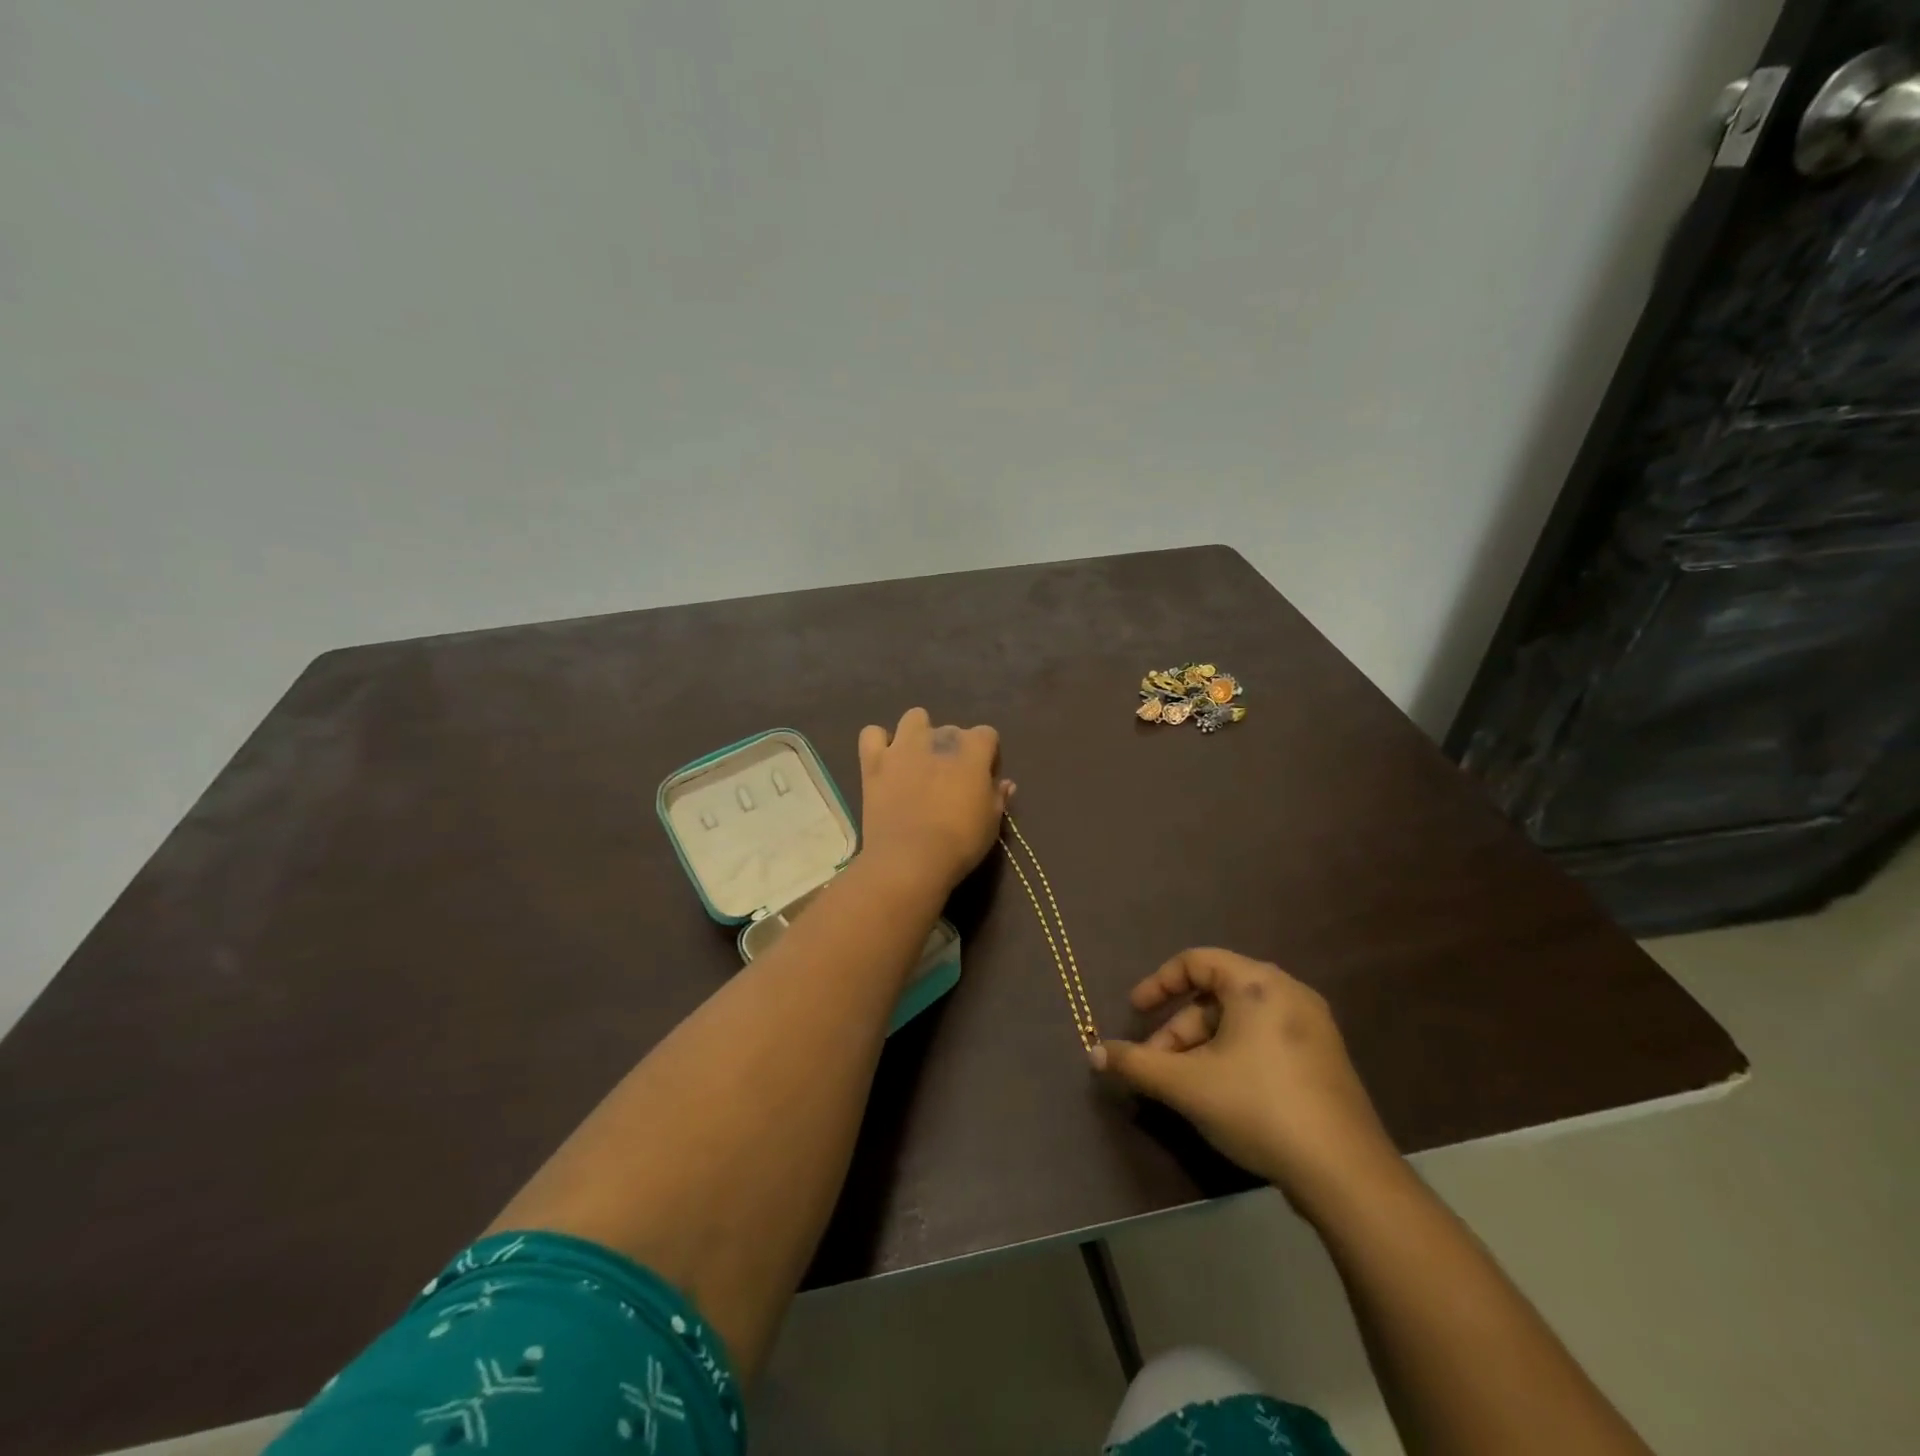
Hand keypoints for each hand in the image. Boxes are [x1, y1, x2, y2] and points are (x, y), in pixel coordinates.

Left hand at [857, 708, 1012, 895]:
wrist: (910, 859)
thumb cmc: (960, 842)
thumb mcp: (992, 822)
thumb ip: (998, 797)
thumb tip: (1005, 783)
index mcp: (972, 749)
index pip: (987, 735)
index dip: (988, 757)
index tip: (984, 781)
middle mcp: (938, 738)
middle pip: (951, 730)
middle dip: (953, 749)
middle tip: (950, 780)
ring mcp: (903, 747)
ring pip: (913, 718)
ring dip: (918, 734)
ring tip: (918, 761)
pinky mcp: (873, 762)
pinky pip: (872, 735)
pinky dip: (878, 743)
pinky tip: (885, 761)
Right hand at [1091, 948, 1398, 1207]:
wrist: (1346, 1174)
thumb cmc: (1258, 1108)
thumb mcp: (1186, 1084)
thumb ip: (1136, 1063)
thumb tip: (1094, 1052)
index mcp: (1257, 983)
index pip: (1195, 962)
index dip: (1158, 983)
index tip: (1135, 1011)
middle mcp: (1288, 992)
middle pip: (1215, 996)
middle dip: (1178, 1029)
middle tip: (1156, 1064)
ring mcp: (1312, 1026)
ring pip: (1238, 1022)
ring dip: (1202, 1046)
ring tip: (1184, 1086)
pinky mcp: (1324, 1059)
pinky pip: (1264, 1040)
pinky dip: (1233, 1056)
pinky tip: (1222, 1095)